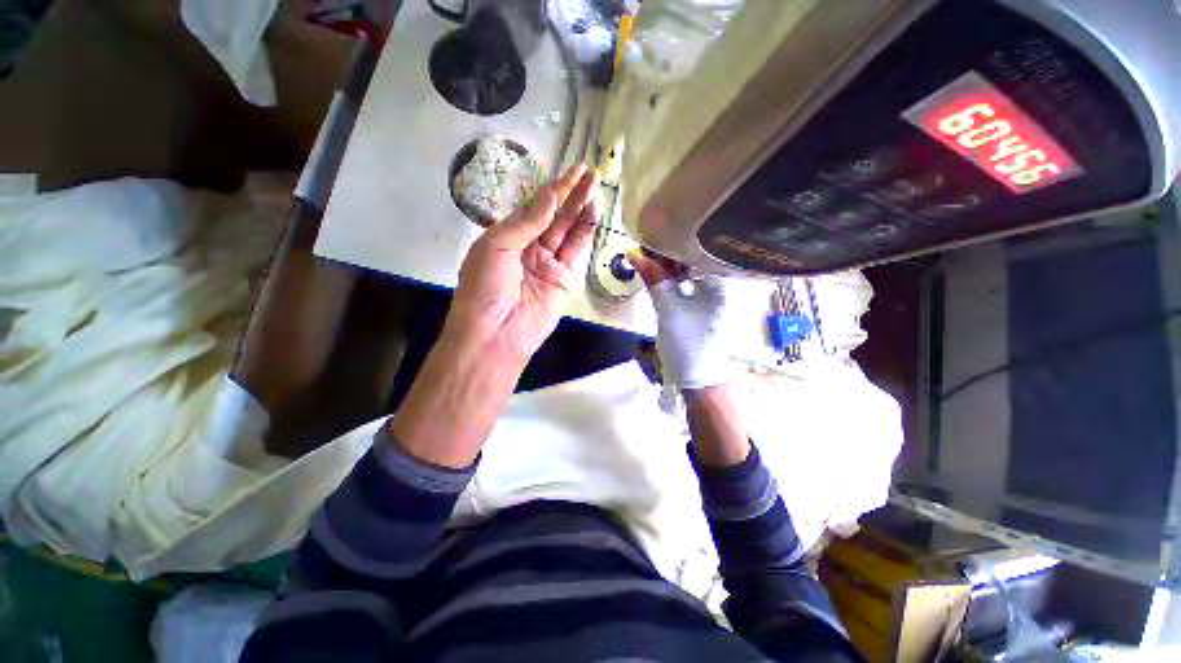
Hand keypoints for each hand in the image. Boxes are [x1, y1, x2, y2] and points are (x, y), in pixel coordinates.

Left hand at [388, 164, 597, 467]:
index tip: (572, 171)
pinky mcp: (562, 279)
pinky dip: (584, 233)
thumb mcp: (497, 246)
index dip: (553, 189)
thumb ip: (527, 221)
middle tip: (590, 172)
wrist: (496, 333)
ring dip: (581, 209)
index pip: (534, 207)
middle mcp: (527, 247)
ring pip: (567, 231)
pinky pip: (574, 252)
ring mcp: (547, 263)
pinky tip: (592, 214)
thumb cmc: (485, 287)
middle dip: (571, 193)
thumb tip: (551, 195)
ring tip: (595, 187)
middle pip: (553, 215)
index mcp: (506, 237)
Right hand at [630, 251, 737, 389]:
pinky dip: (673, 278)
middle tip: (646, 246)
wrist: (697, 378)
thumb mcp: (668, 309)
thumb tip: (634, 254)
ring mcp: (715, 295)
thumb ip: (653, 279)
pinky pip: (689, 283)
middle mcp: (723, 284)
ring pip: (690, 271)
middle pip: (695, 258)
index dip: (675, 242)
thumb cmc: (687, 343)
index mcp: (722, 282)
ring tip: (648, 256)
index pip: (699, 250)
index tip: (653, 235)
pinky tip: (659, 273)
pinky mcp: (705, 304)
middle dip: (670, 253)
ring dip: (669, 266)